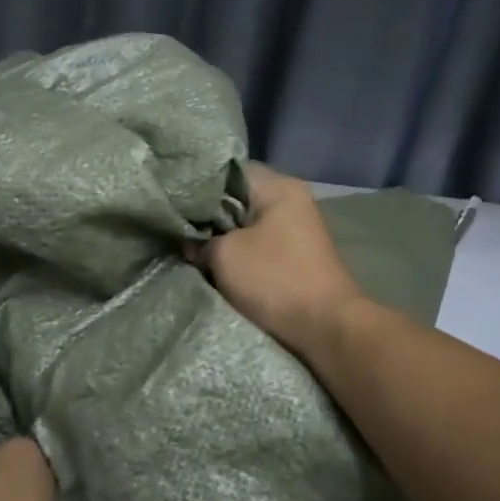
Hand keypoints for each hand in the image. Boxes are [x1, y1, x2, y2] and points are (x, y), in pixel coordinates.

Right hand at [190, 162, 364, 357]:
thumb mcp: (225, 255)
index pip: (228, 172)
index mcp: (279, 187)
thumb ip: (200, 240)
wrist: (324, 328)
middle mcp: (291, 200)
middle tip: (178, 230)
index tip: (174, 204)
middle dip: (207, 217)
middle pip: (237, 199)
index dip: (198, 187)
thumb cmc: (274, 279)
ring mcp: (296, 229)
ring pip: (245, 225)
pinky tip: (215, 266)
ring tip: (191, 250)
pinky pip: (257, 246)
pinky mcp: (295, 256)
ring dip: (221, 239)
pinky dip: (238, 255)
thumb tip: (190, 243)